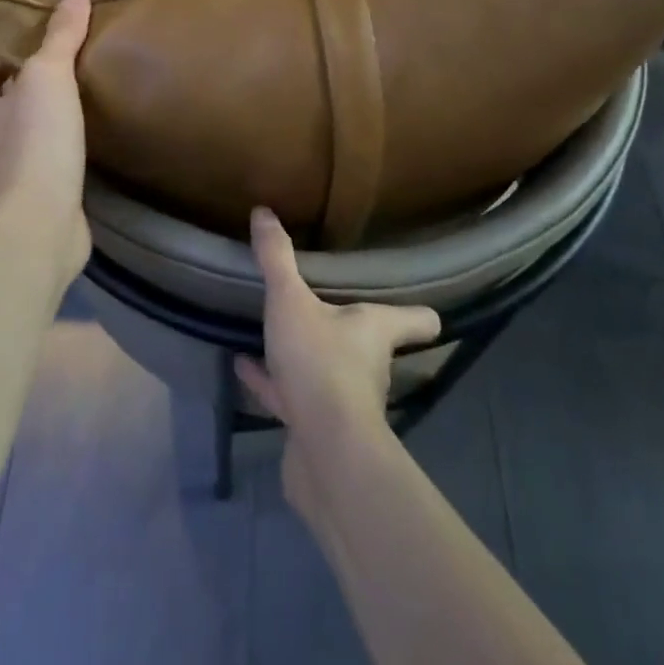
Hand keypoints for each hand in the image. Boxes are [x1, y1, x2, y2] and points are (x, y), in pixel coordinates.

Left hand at [0, 0, 92, 276]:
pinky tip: (84, 144)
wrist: (40, 224)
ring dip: (46, 121)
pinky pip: (43, 164)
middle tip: (71, 63)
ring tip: (83, 100)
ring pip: (24, 135)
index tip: (43, 35)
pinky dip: (58, 152)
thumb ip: (60, 36)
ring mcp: (3, 177)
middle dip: (32, 85)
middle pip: (5, 102)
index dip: (11, 50)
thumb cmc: (35, 141)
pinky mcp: (29, 201)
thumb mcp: (49, 75)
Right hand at [236, 207, 440, 521]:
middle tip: (326, 305)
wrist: (324, 452)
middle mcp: (368, 364)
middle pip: (369, 344)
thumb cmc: (320, 363)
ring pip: (328, 370)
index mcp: (375, 330)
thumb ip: (277, 258)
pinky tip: (244, 365)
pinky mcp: (316, 427)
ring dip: (306, 355)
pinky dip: (272, 381)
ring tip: (277, 332)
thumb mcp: (291, 301)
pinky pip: (292, 395)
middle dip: (349, 329)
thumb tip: (264, 211)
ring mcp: (344, 400)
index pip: (417, 320)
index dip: (419, 313)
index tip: (418, 307)